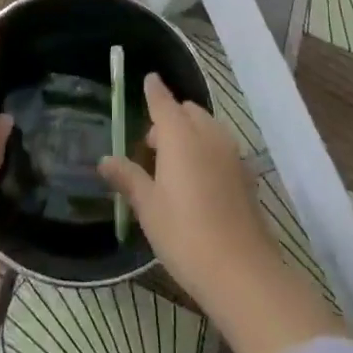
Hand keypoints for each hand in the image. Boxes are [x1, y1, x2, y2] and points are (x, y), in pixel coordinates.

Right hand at [101, 73, 345, 352]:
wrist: (243, 273)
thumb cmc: (185, 235)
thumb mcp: (148, 208)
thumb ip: (128, 178)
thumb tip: (106, 159)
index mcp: (180, 136)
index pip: (163, 101)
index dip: (154, 90)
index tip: (148, 79)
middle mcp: (208, 135)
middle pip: (188, 111)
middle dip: (170, 118)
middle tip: (152, 146)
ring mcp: (232, 154)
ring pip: (207, 128)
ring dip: (190, 133)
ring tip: (173, 166)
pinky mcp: (246, 175)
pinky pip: (221, 148)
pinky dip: (207, 150)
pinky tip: (198, 182)